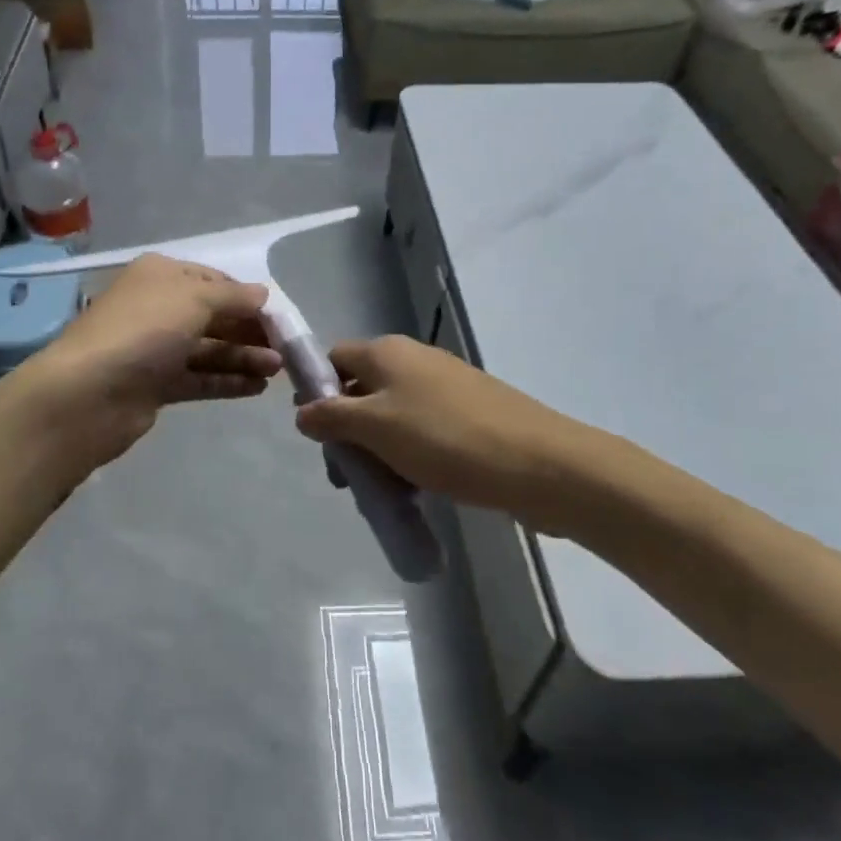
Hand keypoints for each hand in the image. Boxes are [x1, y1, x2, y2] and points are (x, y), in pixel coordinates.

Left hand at [14, 254, 282, 479]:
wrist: (88, 394)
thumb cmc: (144, 331)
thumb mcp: (194, 299)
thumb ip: (233, 297)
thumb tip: (263, 294)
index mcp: (161, 276)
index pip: (214, 280)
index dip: (247, 297)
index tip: (279, 317)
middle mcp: (157, 307)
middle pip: (213, 316)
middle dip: (249, 330)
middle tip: (285, 349)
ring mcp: (154, 348)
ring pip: (208, 349)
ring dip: (243, 357)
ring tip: (278, 371)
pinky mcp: (155, 385)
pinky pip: (198, 378)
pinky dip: (227, 381)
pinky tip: (257, 387)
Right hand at [294, 335, 580, 528]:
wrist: (538, 463)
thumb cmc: (444, 438)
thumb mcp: (375, 427)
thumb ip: (332, 416)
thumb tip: (302, 411)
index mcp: (387, 352)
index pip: (334, 358)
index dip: (316, 390)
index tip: (315, 434)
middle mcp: (414, 359)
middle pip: (362, 388)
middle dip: (347, 430)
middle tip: (347, 475)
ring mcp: (445, 386)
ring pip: (392, 414)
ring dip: (378, 448)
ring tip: (381, 488)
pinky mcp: (469, 413)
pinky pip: (423, 429)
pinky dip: (409, 453)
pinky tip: (414, 487)